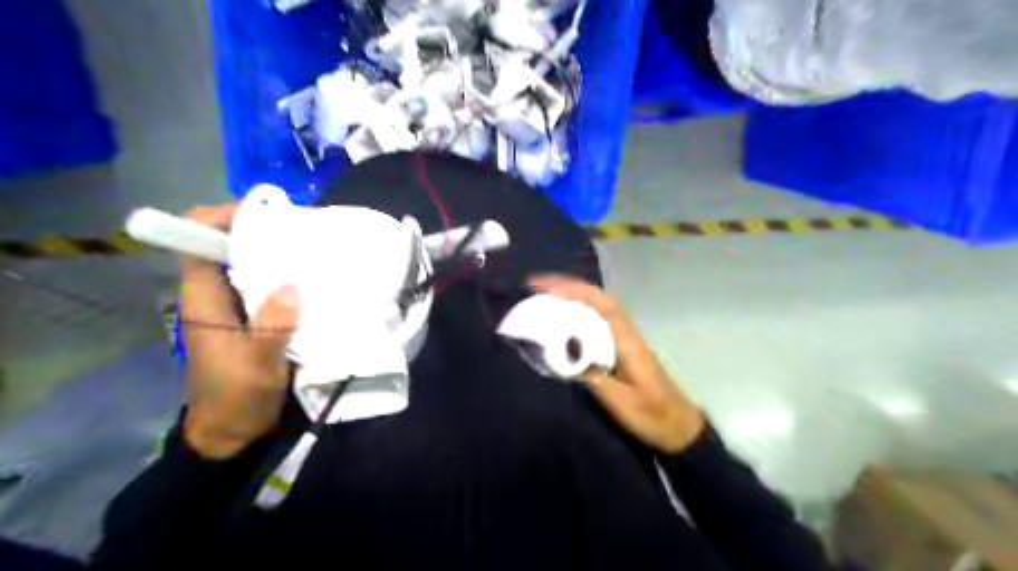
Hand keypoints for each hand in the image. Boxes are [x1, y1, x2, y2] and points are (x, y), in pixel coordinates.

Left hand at [179, 205, 297, 458]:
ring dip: (276, 253)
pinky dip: (285, 276)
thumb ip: (273, 327)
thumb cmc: (238, 399)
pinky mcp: (251, 319)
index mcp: (204, 301)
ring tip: (314, 249)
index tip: (265, 214)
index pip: (197, 242)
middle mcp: (215, 296)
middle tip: (303, 231)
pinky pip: (265, 286)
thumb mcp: (258, 366)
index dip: (221, 219)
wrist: (232, 433)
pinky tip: (313, 279)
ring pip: (248, 266)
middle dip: (260, 232)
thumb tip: (291, 286)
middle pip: (226, 247)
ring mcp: (233, 308)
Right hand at [529, 277, 705, 454]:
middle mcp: (626, 332)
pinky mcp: (624, 348)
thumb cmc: (652, 416)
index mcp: (626, 341)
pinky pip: (599, 320)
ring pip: (599, 306)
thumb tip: (562, 353)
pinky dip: (580, 310)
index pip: (598, 306)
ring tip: (544, 296)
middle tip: (536, 286)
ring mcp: (626, 338)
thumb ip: (594, 378)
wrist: (680, 429)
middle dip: (568, 286)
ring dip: (573, 295)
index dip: (571, 292)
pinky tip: (565, 318)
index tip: (542, 289)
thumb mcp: (621, 403)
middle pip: (598, 298)